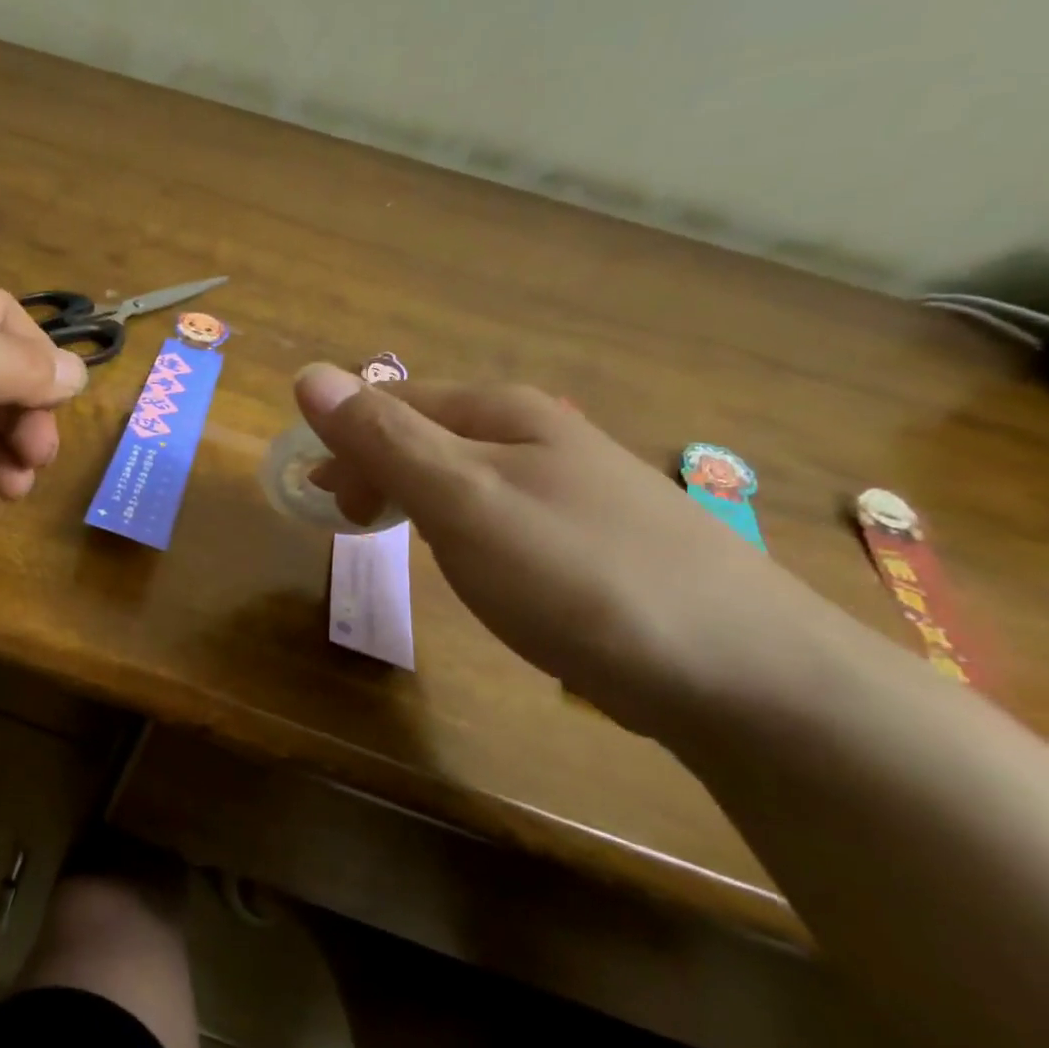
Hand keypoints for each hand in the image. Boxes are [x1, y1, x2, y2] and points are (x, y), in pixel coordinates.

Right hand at [293, 365, 853, 736]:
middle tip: (350, 527)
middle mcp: (539, 433)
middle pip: (427, 433)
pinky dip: (458, 528)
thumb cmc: (574, 574)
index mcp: (503, 412)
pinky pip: (496, 513)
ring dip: (413, 497)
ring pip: (462, 474)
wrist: (740, 673)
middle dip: (375, 469)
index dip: (345, 442)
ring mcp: (571, 486)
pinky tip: (470, 561)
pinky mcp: (589, 538)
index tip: (320, 502)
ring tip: (398, 543)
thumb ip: (383, 438)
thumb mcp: (460, 499)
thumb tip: (308, 374)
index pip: (393, 402)